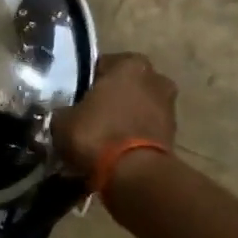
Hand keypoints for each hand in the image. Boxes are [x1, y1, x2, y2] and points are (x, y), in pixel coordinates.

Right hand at [51, 52, 178, 178]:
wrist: (134, 173)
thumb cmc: (96, 134)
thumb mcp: (62, 120)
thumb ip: (64, 110)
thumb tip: (65, 114)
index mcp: (129, 63)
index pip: (100, 65)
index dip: (84, 83)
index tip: (72, 99)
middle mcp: (155, 77)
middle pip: (123, 85)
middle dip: (108, 98)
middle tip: (86, 117)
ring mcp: (169, 105)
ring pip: (136, 106)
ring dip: (122, 117)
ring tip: (101, 136)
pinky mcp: (174, 132)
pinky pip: (144, 127)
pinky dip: (132, 134)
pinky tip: (114, 149)